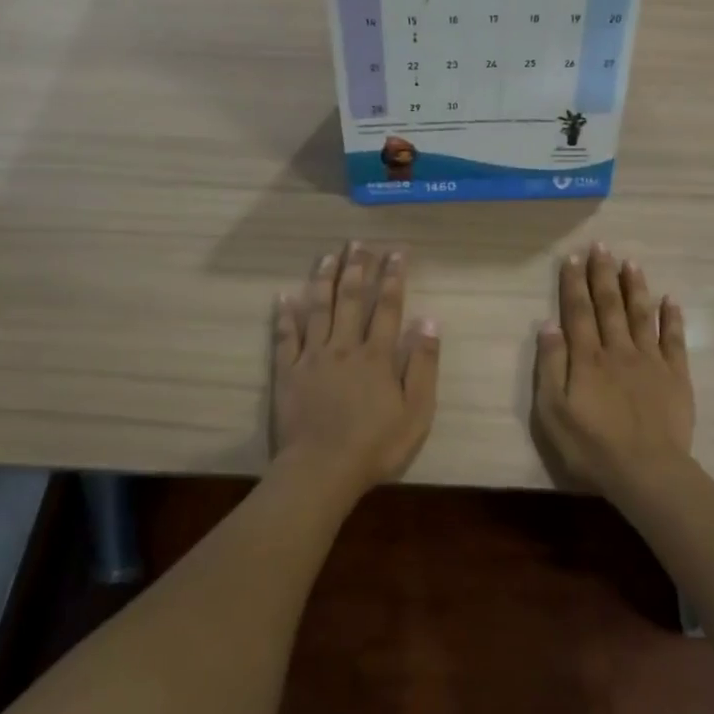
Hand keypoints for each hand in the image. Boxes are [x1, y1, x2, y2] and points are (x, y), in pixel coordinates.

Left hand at [273, 242, 439, 494]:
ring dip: (324, 279)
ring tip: (328, 255)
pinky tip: (284, 295)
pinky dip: (285, 315)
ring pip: (318, 309)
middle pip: (351, 299)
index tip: (396, 252)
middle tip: (359, 243)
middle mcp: (344, 347)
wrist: (321, 470)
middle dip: (357, 268)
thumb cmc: (375, 445)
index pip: (387, 307)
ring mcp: (312, 358)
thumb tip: (429, 320)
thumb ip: (424, 365)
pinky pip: (285, 337)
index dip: (393, 277)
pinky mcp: (288, 373)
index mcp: (377, 356)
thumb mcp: (416, 412)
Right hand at [533, 243, 692, 496]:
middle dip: (603, 274)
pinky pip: (674, 340)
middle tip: (601, 246)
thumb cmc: (591, 446)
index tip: (573, 257)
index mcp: (587, 357)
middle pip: (609, 305)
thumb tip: (548, 324)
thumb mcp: (553, 412)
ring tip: (630, 262)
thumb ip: (551, 365)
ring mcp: (650, 360)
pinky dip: (672, 318)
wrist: (647, 471)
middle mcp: (618, 349)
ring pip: (641, 314)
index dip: (574, 283)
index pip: (578, 311)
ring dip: (635, 287)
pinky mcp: (675, 376)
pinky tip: (670, 299)